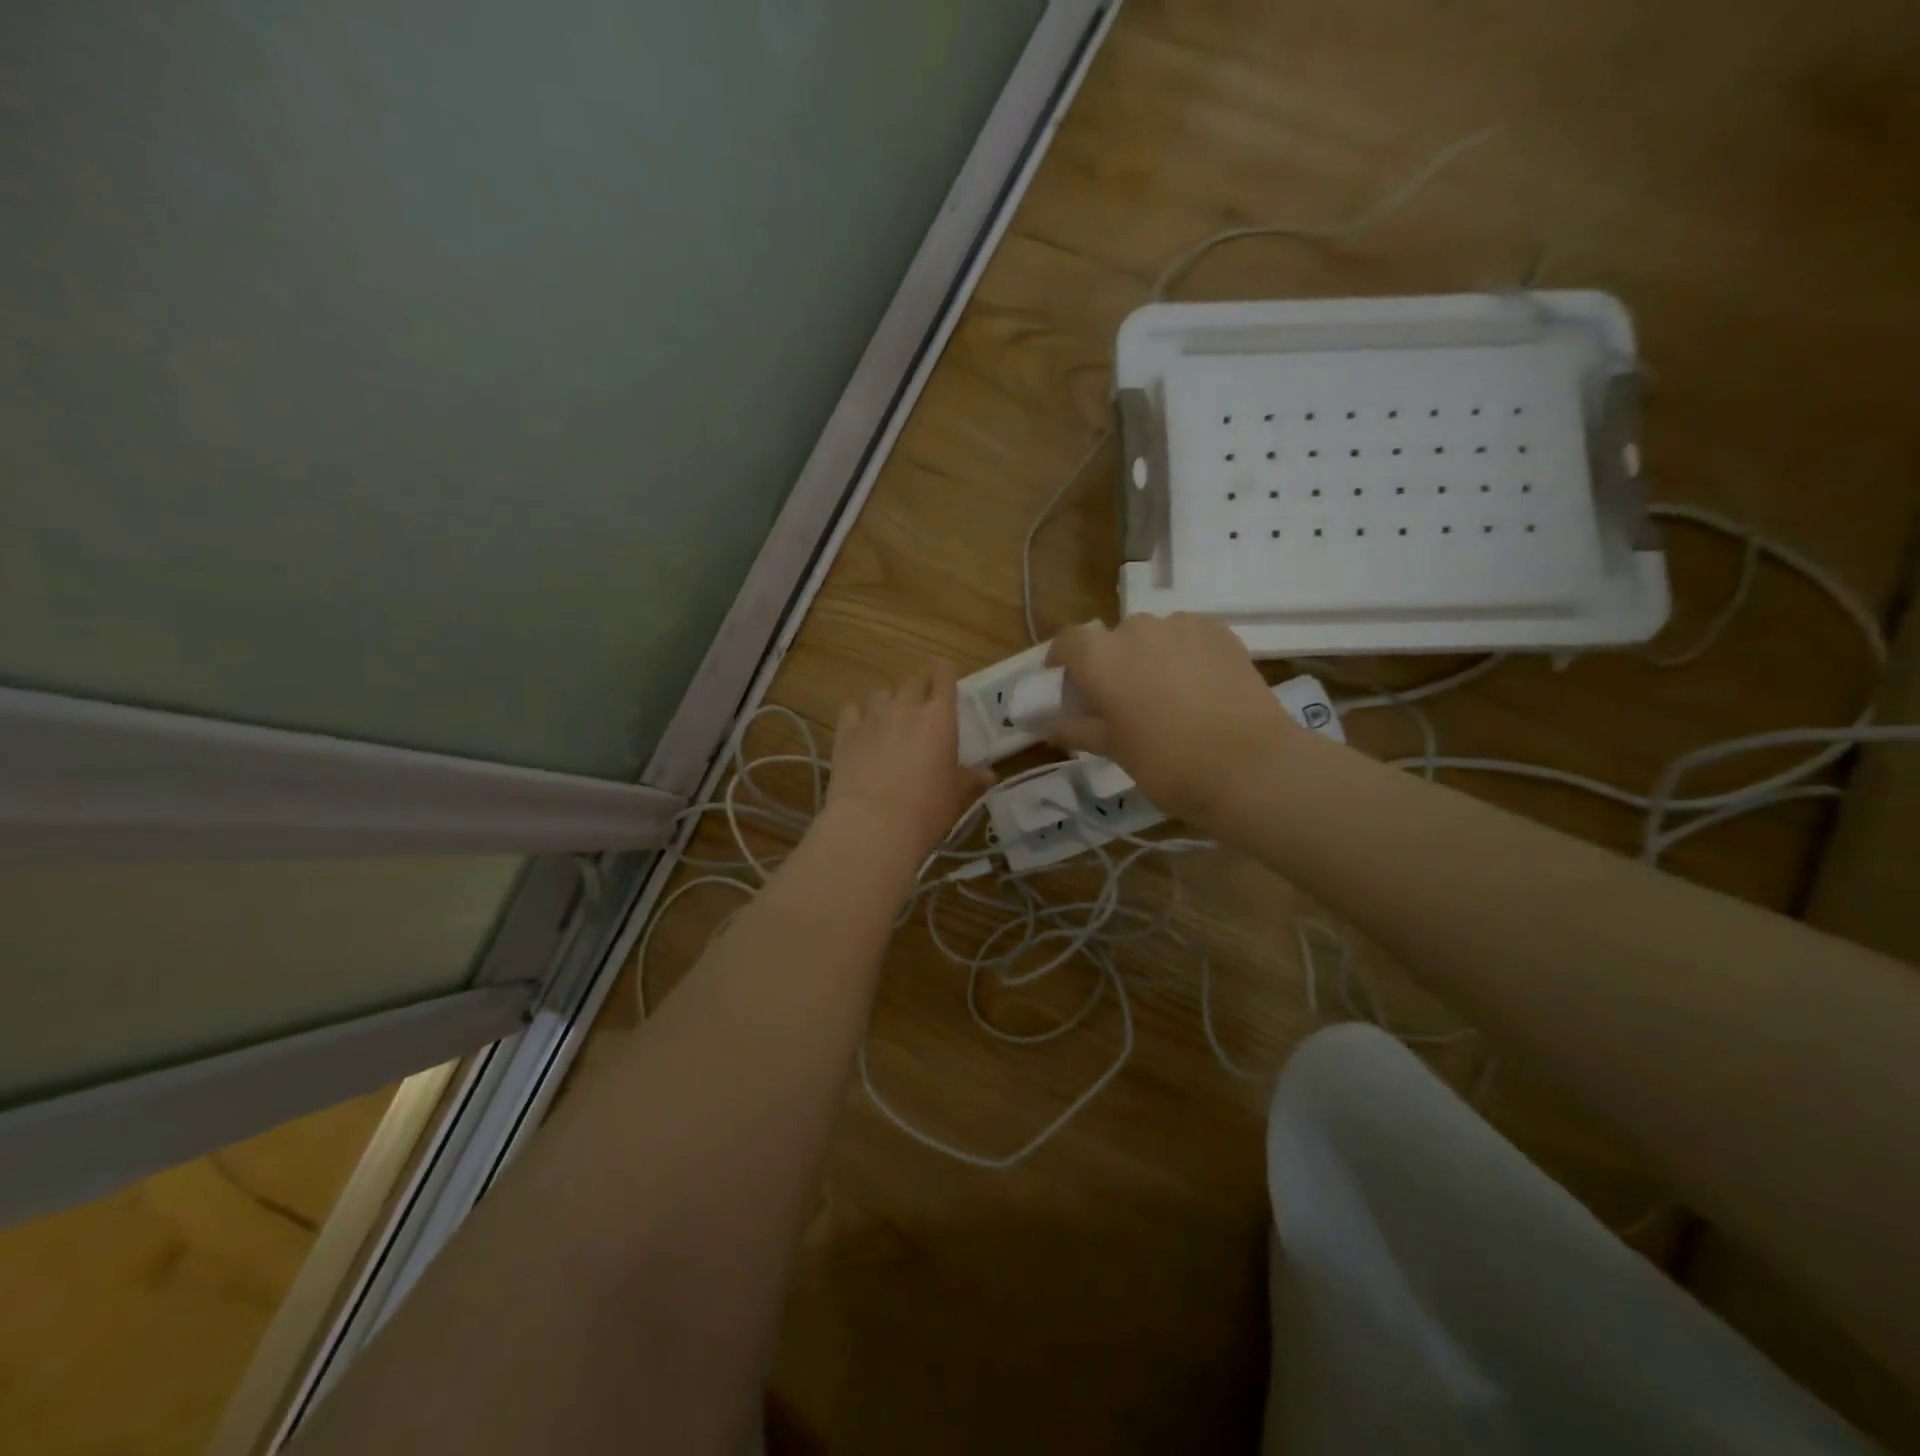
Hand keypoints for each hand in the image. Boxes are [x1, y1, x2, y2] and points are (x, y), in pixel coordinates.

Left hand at [825, 662, 990, 862]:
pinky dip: (859, 714)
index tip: (946, 675)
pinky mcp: (845, 732)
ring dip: (889, 700)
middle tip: (922, 706)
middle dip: (919, 688)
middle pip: (912, 680)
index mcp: (940, 716)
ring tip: (891, 719)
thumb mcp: (955, 794)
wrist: (873, 824)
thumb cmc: (927, 808)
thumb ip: (970, 778)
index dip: (945, 672)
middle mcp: (906, 706)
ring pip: (881, 692)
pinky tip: (862, 729)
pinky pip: (852, 709)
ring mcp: (872, 717)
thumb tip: (989, 775)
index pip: (944, 675)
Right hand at [1048, 614, 1297, 824]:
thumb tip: (1053, 726)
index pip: (1068, 642)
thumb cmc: (1167, 763)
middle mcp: (1136, 629)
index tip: (1065, 684)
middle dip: (1110, 663)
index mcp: (1101, 658)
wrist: (1249, 766)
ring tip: (1164, 694)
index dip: (1062, 660)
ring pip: (1152, 635)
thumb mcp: (1115, 751)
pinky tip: (1197, 686)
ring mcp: (1181, 626)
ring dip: (1148, 656)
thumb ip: (1080, 730)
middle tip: (1120, 700)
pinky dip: (1183, 653)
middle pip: (1111, 638)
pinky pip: (1187, 636)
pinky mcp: (1220, 632)